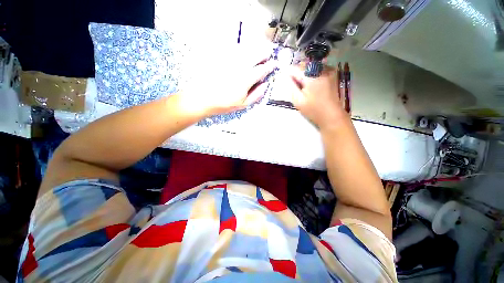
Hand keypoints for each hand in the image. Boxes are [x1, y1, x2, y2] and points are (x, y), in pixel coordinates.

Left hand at [178, 44, 276, 116]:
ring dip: (255, 47)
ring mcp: (230, 60)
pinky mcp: (221, 57)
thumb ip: (256, 94)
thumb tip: (265, 84)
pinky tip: (244, 51)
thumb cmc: (224, 104)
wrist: (202, 98)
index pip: (262, 69)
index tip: (274, 64)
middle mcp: (240, 66)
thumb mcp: (243, 104)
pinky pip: (234, 49)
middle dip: (265, 52)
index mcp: (247, 79)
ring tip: (260, 48)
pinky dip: (242, 48)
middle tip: (269, 53)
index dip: (270, 65)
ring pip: (246, 49)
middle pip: (256, 53)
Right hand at [279, 65, 347, 129]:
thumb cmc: (313, 109)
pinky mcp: (332, 73)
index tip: (287, 82)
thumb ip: (291, 86)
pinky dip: (312, 74)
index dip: (288, 74)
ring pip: (310, 66)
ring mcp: (328, 70)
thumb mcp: (298, 100)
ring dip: (304, 74)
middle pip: (303, 65)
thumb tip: (285, 75)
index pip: (295, 68)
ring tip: (304, 87)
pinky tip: (312, 85)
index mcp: (311, 76)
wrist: (331, 115)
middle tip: (296, 87)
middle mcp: (321, 69)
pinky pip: (317, 69)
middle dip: (297, 74)